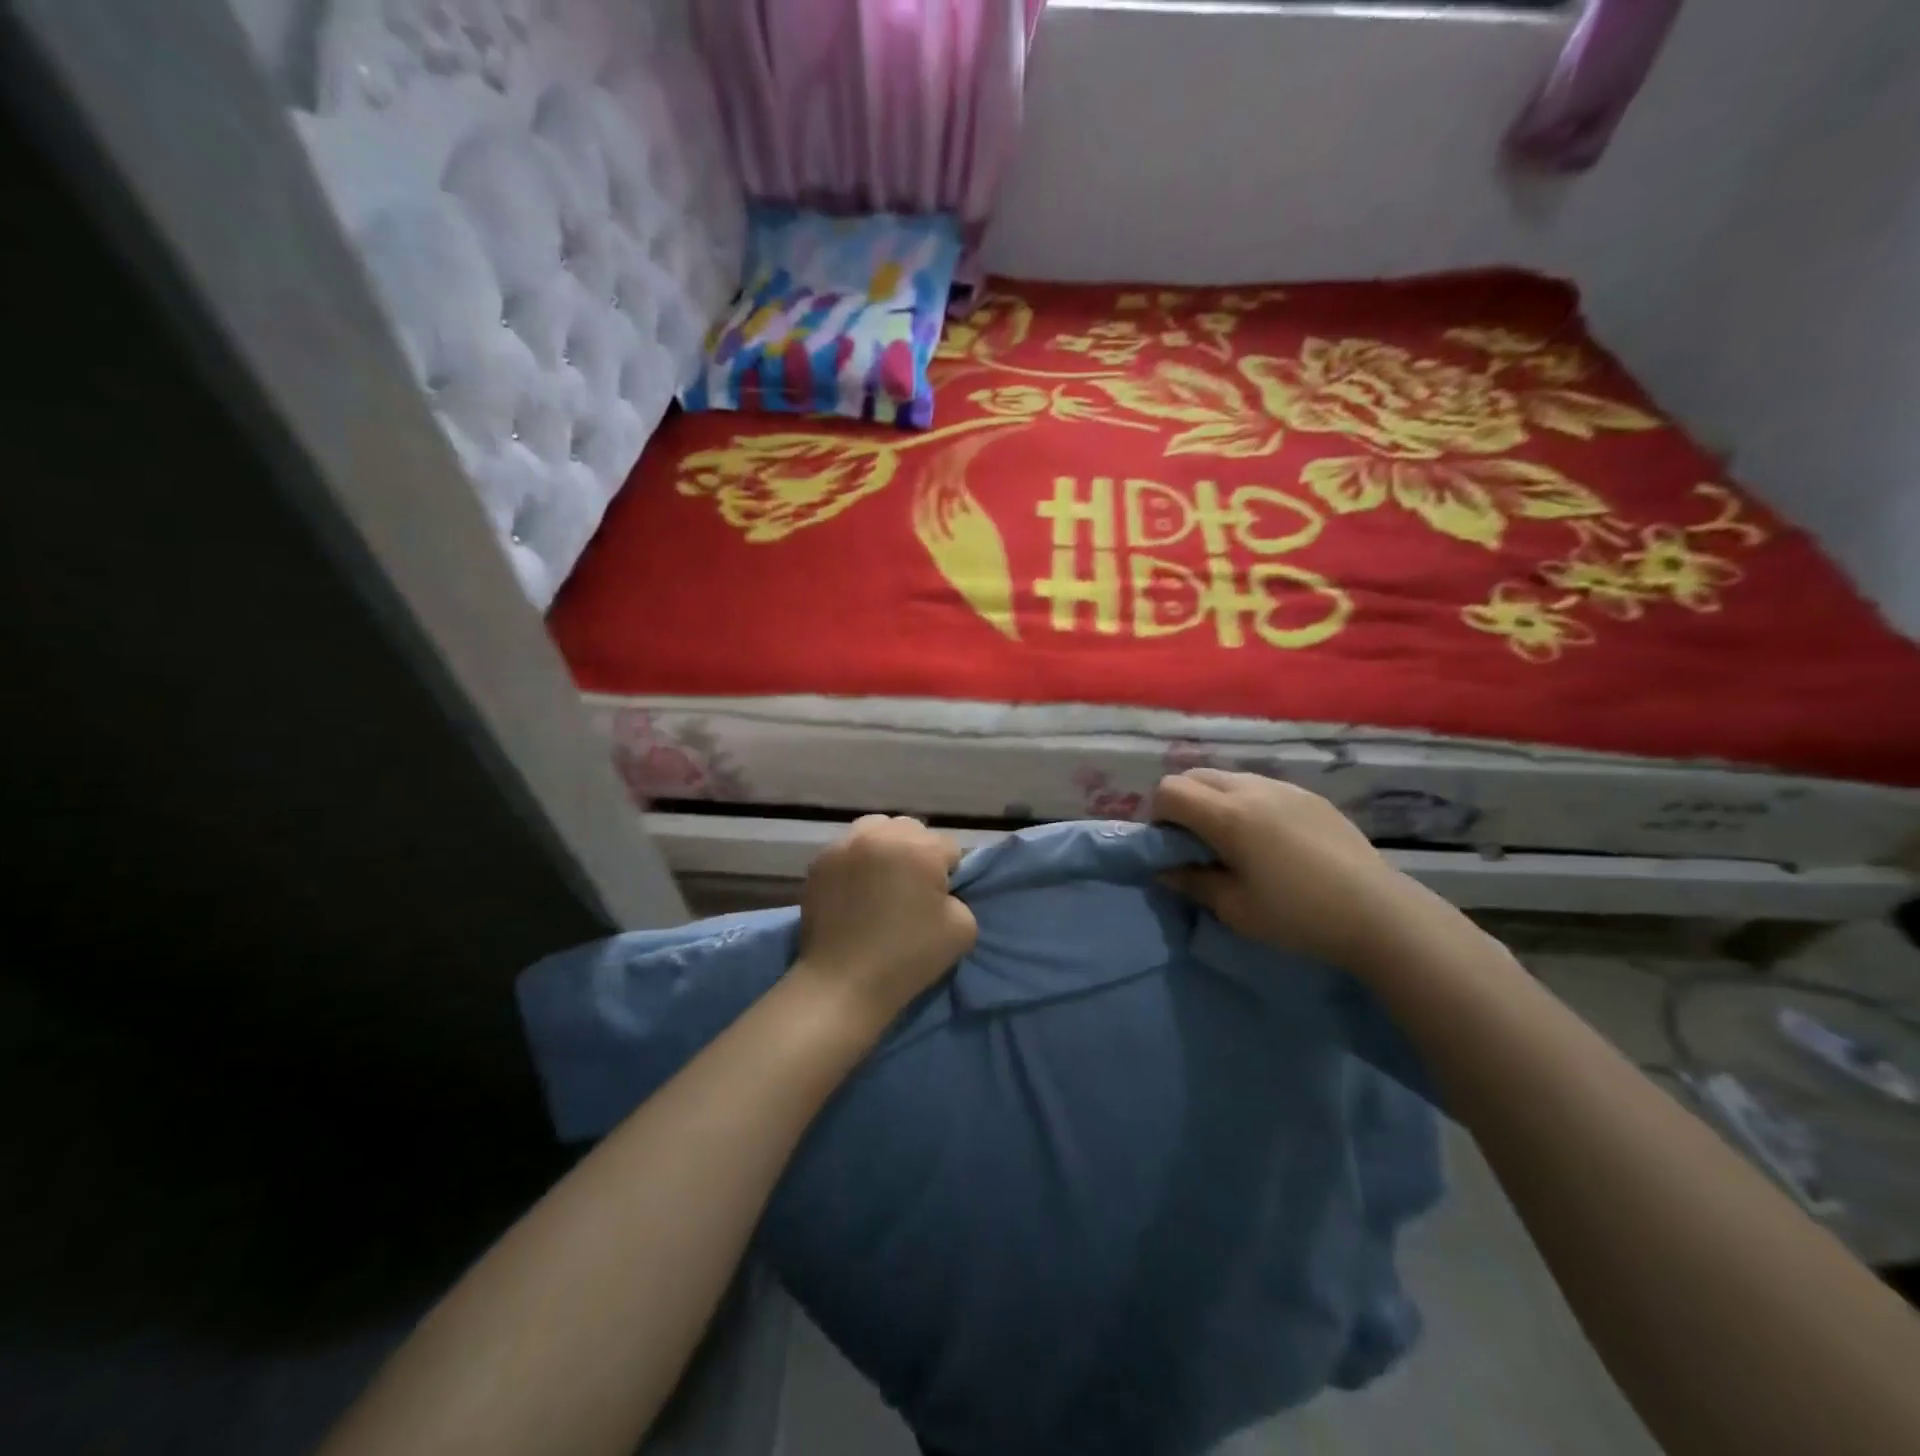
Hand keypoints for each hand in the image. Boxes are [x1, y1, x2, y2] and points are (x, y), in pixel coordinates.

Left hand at [794, 816, 977, 1031]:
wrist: (843, 984)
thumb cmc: (907, 958)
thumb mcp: (964, 929)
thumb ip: (959, 897)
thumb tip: (939, 889)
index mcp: (919, 849)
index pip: (948, 847)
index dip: (948, 874)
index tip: (938, 900)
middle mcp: (880, 835)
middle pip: (912, 829)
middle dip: (918, 852)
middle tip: (911, 888)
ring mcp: (845, 845)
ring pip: (877, 828)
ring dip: (886, 847)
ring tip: (881, 881)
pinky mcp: (819, 861)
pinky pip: (848, 847)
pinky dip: (857, 861)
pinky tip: (856, 890)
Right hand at [1154, 769, 1426, 971]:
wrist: (1377, 913)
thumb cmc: (1297, 915)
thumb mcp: (1234, 908)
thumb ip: (1191, 882)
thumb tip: (1163, 869)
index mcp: (1227, 815)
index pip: (1169, 790)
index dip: (1159, 816)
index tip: (1172, 847)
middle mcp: (1251, 788)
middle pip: (1194, 776)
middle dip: (1183, 803)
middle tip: (1196, 843)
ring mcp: (1283, 787)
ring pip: (1227, 778)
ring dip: (1214, 801)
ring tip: (1234, 841)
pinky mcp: (1308, 795)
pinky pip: (1260, 786)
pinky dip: (1246, 803)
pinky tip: (1270, 841)